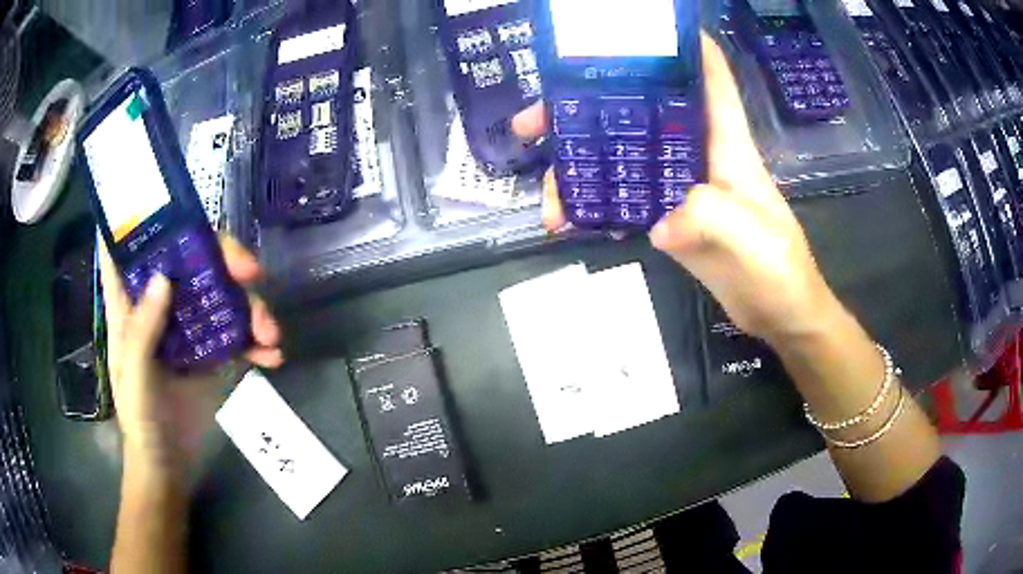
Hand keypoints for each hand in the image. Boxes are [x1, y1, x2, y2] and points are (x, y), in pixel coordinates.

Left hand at [99, 236, 283, 477]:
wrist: (169, 466)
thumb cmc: (140, 421)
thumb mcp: (134, 377)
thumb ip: (143, 330)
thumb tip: (166, 277)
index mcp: (132, 305)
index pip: (135, 249)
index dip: (150, 221)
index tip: (178, 208)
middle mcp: (162, 306)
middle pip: (193, 262)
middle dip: (225, 260)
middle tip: (252, 274)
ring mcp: (189, 328)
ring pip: (222, 294)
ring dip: (251, 306)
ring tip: (271, 334)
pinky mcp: (213, 353)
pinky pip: (238, 332)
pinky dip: (258, 340)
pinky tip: (273, 355)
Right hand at [511, 33, 839, 344]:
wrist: (780, 315)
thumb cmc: (780, 271)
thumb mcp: (755, 240)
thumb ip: (713, 217)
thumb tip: (659, 221)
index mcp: (726, 143)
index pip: (707, 77)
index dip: (680, 44)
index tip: (632, 30)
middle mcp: (698, 154)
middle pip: (639, 113)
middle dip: (587, 107)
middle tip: (535, 122)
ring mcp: (680, 186)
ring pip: (622, 157)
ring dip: (580, 165)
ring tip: (547, 193)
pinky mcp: (670, 217)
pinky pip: (624, 199)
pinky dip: (594, 205)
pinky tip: (570, 220)